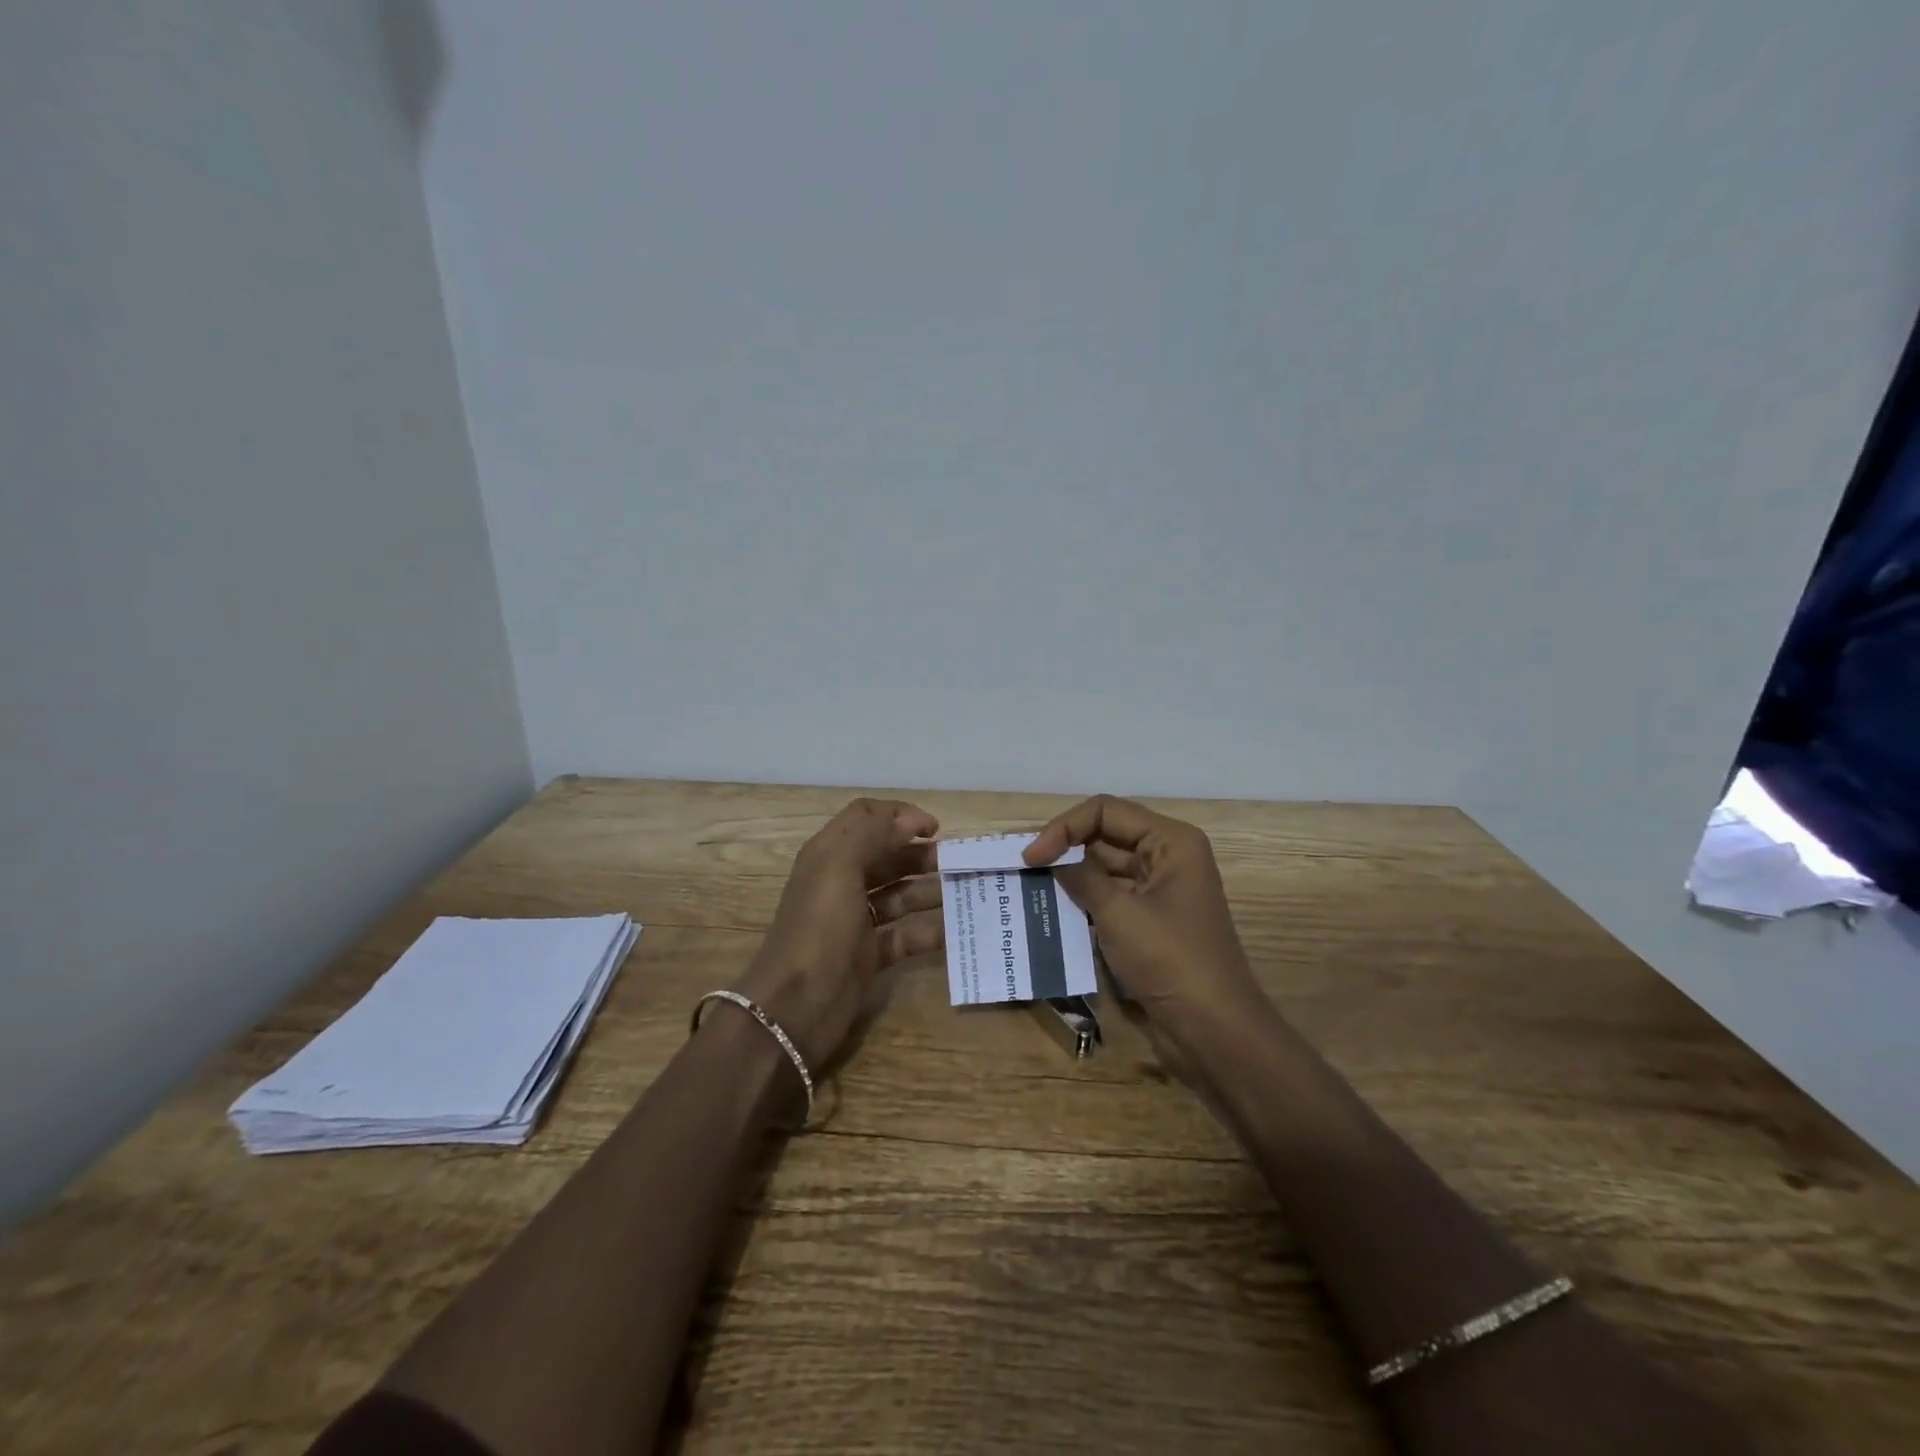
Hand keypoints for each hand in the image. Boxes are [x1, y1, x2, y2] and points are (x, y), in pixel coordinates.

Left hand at [732, 798, 945, 1069]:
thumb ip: (873, 834)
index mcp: (830, 854)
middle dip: (922, 854)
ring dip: (932, 890)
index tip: (936, 829)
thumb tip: (911, 821)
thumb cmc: (818, 928)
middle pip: (887, 855)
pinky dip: (931, 930)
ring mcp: (857, 920)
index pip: (866, 817)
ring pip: (901, 895)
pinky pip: (907, 934)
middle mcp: (843, 882)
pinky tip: (960, 928)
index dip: (900, 815)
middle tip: (960, 862)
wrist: (795, 1007)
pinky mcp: (870, 955)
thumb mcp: (839, 868)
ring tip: (969, 891)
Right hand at [1025, 795, 1268, 1069]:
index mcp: (1171, 841)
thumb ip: (1080, 876)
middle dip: (1065, 847)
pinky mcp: (1151, 921)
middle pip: (1106, 834)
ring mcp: (1160, 890)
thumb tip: (1048, 856)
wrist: (1214, 1032)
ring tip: (1030, 886)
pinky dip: (1083, 899)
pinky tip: (1052, 910)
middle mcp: (1168, 857)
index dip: (1064, 827)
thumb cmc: (1171, 961)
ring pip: (1105, 867)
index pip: (1105, 811)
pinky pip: (1111, 896)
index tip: (1031, 857)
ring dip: (1071, 875)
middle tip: (1023, 868)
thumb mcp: (1119, 914)